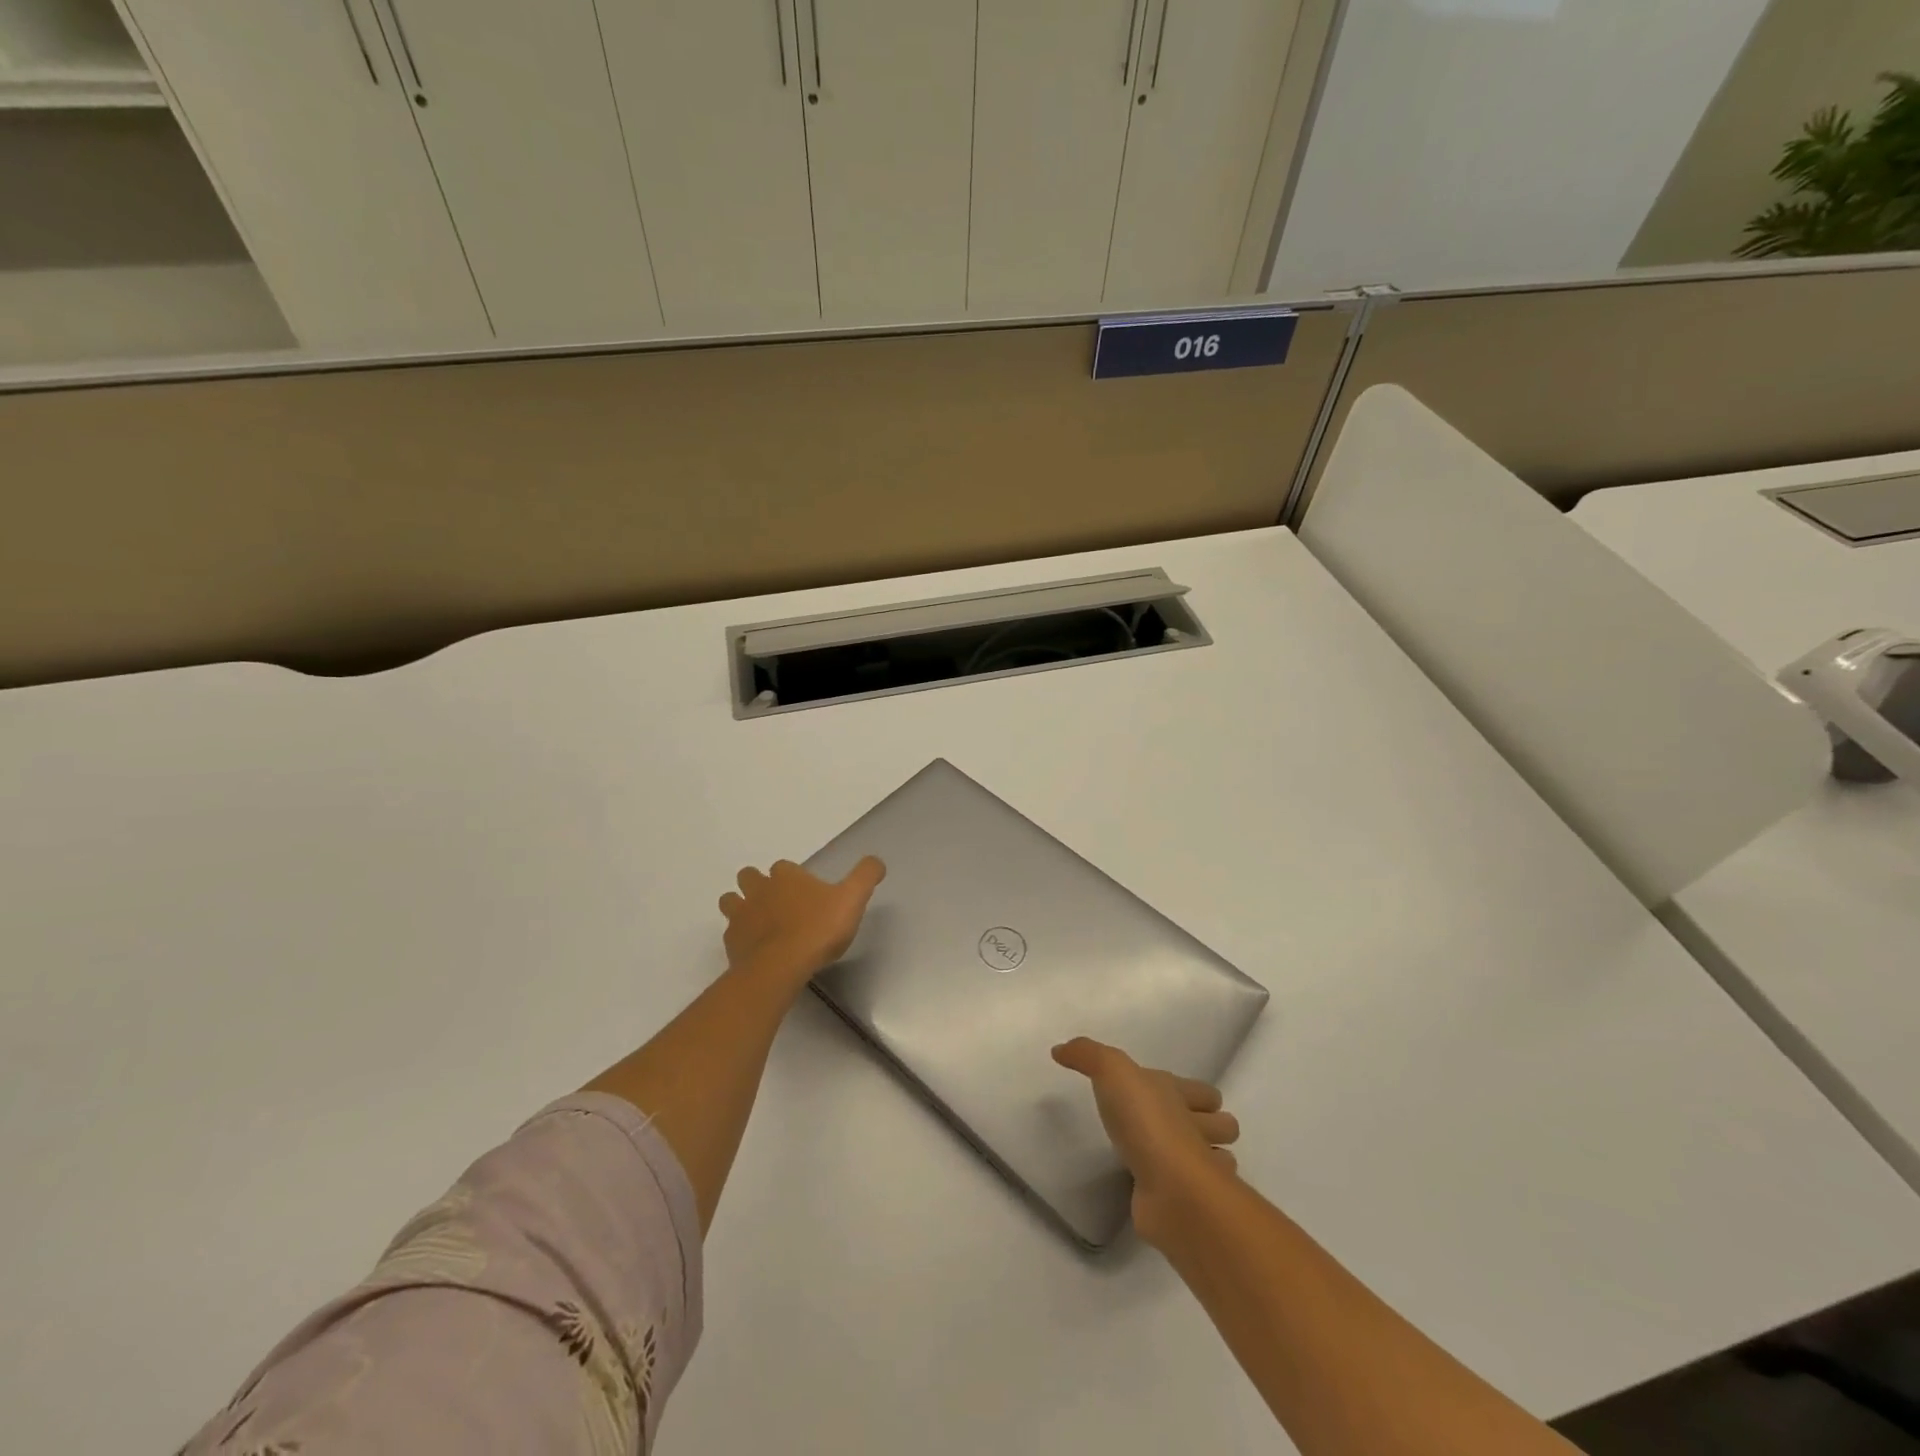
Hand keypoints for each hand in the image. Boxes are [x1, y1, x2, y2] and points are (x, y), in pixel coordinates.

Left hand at [719, 857, 885, 988]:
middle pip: (749, 877)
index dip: (792, 877)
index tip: (804, 891)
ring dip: (741, 906)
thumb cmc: (818, 929)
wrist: (780, 967)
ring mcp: (741, 916)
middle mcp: (759, 890)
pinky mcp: (731, 942)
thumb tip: (876, 861)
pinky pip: (731, 932)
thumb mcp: (852, 899)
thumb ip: (865, 876)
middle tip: (777, 903)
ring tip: (759, 922)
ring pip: (731, 900)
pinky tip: (754, 949)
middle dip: (758, 884)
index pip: (783, 867)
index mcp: (786, 877)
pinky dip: (740, 937)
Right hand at [1052, 1037, 1240, 1244]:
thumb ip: (1087, 1055)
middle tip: (1183, 1127)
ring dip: (1206, 1158)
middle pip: (1220, 1125)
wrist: (1170, 1188)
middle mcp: (1195, 1130)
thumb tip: (1059, 1050)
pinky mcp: (1188, 1204)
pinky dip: (1187, 1191)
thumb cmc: (1146, 1123)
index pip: (1205, 1092)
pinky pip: (1195, 1194)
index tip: (1176, 1097)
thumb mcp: (1111, 1073)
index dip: (1196, 1093)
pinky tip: (1165, 1188)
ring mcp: (1197, 1170)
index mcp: (1180, 1097)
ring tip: (1177, 1157)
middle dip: (1212, 1125)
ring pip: (1215, 1160)